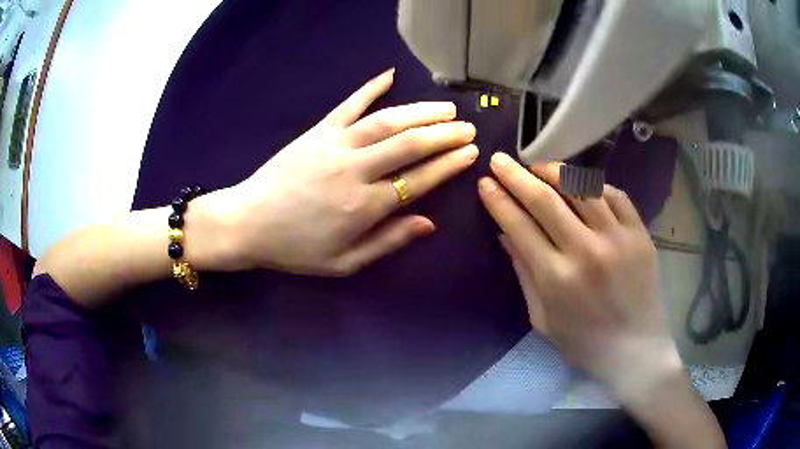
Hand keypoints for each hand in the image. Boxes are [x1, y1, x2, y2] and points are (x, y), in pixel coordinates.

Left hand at [205, 69, 477, 275]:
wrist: (248, 223)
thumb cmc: (296, 249)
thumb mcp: (344, 263)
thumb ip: (388, 242)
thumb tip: (428, 223)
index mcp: (365, 207)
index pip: (419, 180)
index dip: (449, 165)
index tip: (471, 153)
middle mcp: (356, 169)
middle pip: (410, 145)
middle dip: (444, 134)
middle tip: (468, 128)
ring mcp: (335, 145)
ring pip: (387, 121)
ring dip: (420, 112)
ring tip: (445, 108)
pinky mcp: (317, 131)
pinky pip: (349, 105)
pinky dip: (370, 88)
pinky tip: (390, 75)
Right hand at [478, 155, 679, 393]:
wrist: (635, 350)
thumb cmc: (584, 342)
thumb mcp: (543, 319)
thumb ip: (524, 275)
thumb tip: (505, 235)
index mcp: (556, 278)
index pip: (519, 226)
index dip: (498, 201)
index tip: (485, 183)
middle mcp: (585, 251)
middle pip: (545, 199)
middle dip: (516, 175)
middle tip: (500, 160)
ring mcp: (617, 238)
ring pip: (581, 187)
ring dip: (554, 170)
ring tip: (538, 165)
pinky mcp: (639, 234)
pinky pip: (614, 195)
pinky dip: (593, 184)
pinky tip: (580, 183)